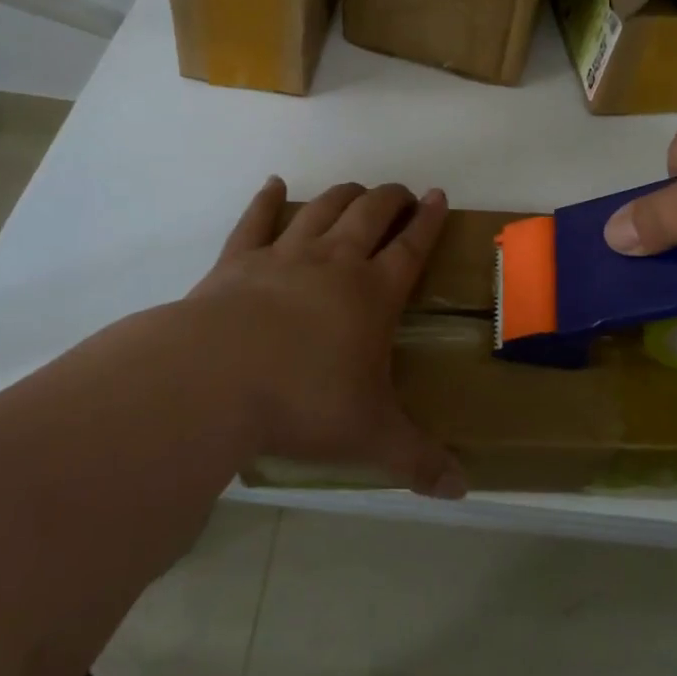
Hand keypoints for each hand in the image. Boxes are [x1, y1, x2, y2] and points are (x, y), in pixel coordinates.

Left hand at [184, 177, 465, 498]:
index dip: (428, 220)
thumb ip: (418, 460)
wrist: (214, 380)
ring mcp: (284, 256)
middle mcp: (334, 262)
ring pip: (322, 209)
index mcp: (372, 293)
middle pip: (369, 213)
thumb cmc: (303, 402)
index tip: (437, 195)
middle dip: (390, 198)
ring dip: (343, 194)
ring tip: (355, 189)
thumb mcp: (370, 436)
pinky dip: (266, 199)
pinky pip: (256, 220)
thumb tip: (462, 491)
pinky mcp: (237, 261)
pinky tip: (272, 184)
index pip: (411, 246)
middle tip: (400, 193)